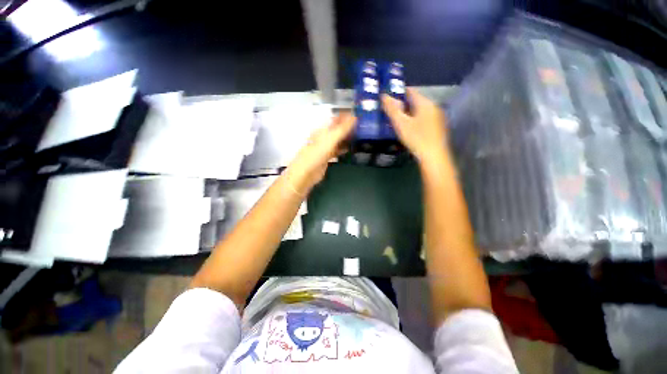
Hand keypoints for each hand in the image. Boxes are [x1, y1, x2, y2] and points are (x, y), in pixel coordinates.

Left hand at [285, 112, 355, 194]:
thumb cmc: (317, 153)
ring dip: (346, 138)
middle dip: (348, 127)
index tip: (357, 115)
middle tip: (361, 127)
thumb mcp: (331, 139)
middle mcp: (323, 137)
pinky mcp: (326, 157)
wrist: (307, 172)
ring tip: (358, 136)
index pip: (335, 119)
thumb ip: (343, 128)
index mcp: (322, 129)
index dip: (345, 116)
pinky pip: (337, 150)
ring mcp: (324, 147)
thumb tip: (355, 116)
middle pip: (337, 129)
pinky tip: (350, 148)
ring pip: (337, 140)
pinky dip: (343, 148)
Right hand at [382, 88, 448, 165]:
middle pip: (415, 101)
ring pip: (419, 111)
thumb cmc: (416, 138)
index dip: (398, 92)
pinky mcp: (437, 127)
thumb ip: (392, 109)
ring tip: (396, 120)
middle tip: (389, 111)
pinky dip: (414, 120)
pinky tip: (408, 128)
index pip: (410, 91)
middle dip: (402, 104)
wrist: (433, 157)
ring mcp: (437, 117)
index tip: (387, 97)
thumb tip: (383, 95)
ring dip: (408, 113)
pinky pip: (423, 118)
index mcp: (425, 103)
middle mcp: (433, 107)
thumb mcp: (401, 124)